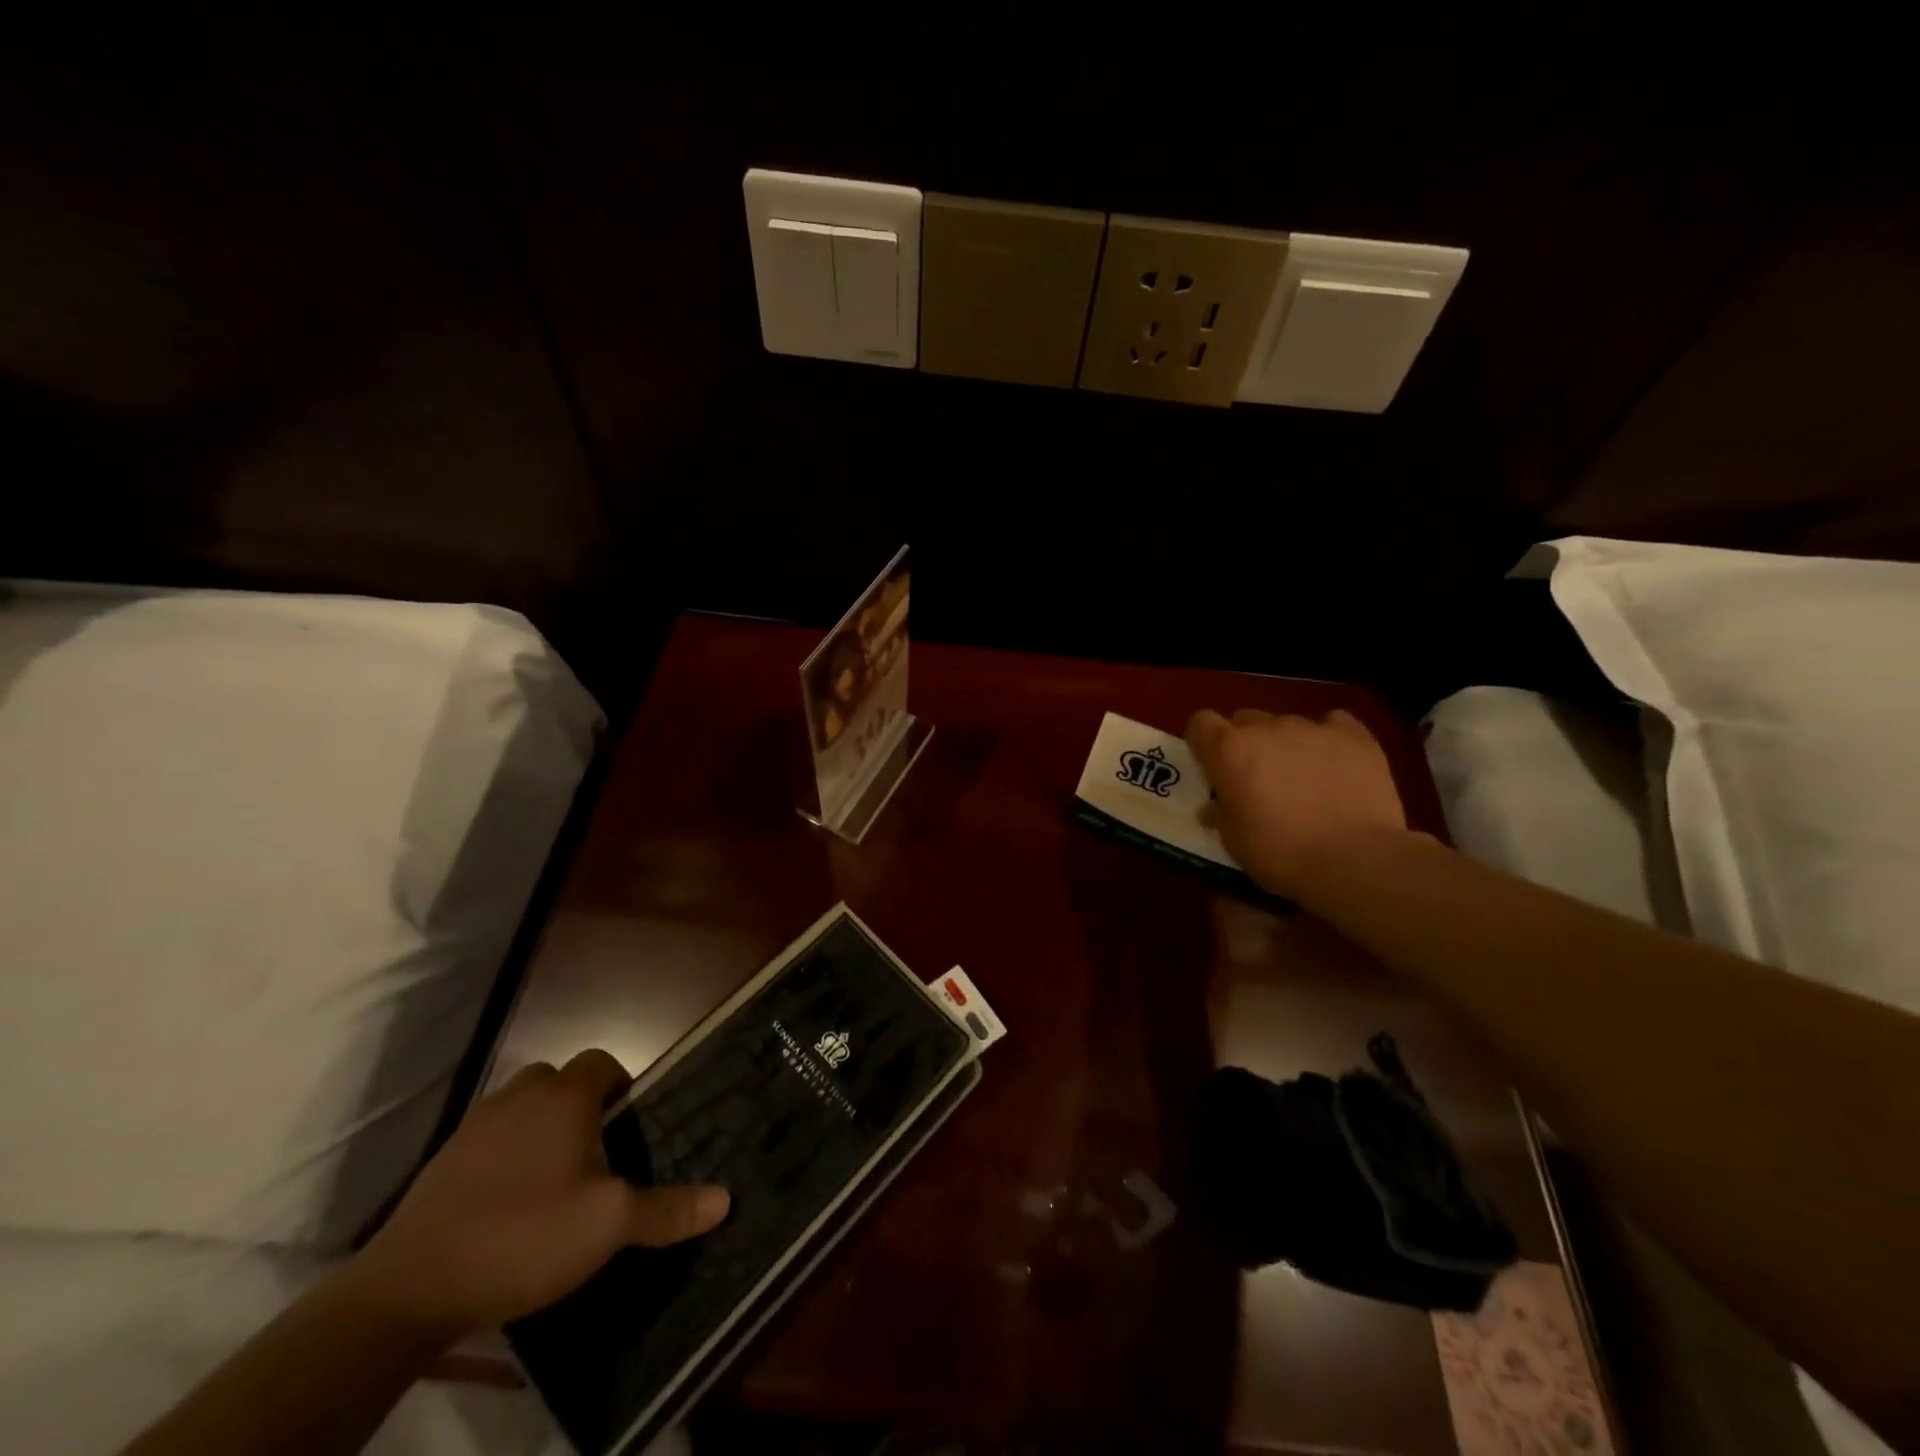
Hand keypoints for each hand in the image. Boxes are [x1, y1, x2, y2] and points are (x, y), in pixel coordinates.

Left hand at [355, 1049, 729, 1336]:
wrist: (407, 1289)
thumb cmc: (524, 1235)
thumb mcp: (608, 1226)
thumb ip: (666, 1209)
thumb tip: (725, 1198)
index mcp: (564, 1097)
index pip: (602, 1062)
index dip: (621, 1085)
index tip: (629, 1125)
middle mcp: (519, 1096)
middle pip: (559, 1079)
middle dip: (580, 1103)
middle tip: (596, 1151)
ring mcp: (474, 1127)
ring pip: (520, 1107)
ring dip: (540, 1127)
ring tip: (554, 1177)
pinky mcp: (441, 1163)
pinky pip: (488, 1140)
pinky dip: (504, 1156)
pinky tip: (508, 1203)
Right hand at [1188, 708, 1409, 899]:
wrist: (1354, 859)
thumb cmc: (1280, 852)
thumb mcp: (1234, 841)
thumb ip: (1220, 813)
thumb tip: (1214, 806)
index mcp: (1229, 749)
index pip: (1201, 723)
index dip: (1204, 742)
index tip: (1212, 767)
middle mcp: (1266, 727)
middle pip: (1245, 720)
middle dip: (1246, 743)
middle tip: (1257, 779)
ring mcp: (1312, 727)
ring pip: (1287, 724)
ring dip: (1286, 745)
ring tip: (1303, 779)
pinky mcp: (1355, 735)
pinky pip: (1333, 724)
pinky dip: (1328, 740)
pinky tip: (1335, 764)